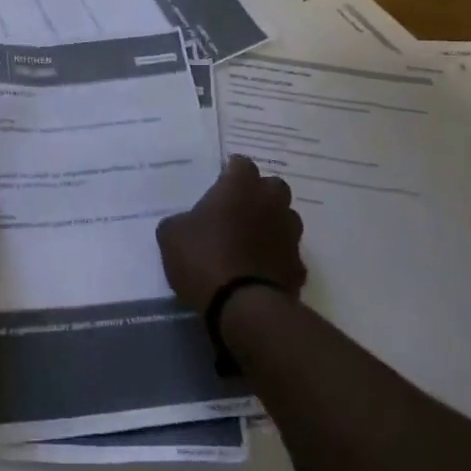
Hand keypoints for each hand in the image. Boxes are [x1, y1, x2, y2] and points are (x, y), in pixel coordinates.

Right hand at [157, 155, 305, 312]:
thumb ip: (179, 222)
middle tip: (238, 209)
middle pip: (272, 186)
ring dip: (272, 224)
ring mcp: (289, 235)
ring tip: (251, 240)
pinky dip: (277, 258)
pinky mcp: (298, 266)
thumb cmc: (204, 258)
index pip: (241, 163)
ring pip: (286, 218)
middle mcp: (270, 203)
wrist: (243, 307)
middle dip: (259, 193)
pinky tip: (261, 271)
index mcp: (239, 187)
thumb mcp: (171, 236)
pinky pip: (288, 254)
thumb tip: (183, 224)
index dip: (230, 172)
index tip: (219, 183)